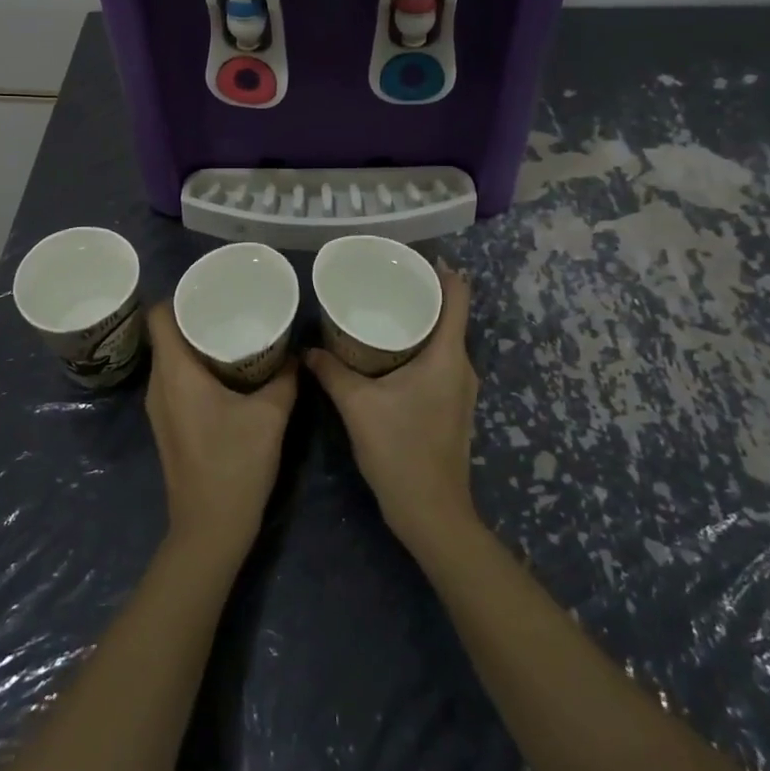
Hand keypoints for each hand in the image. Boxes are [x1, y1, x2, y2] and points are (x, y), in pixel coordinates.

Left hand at [144, 302, 297, 562]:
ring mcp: (159, 408)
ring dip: (196, 343)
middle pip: (165, 334)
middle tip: (230, 306)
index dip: (179, 296)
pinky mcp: (168, 425)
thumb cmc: (235, 466)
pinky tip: (226, 372)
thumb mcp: (270, 417)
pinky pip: (176, 380)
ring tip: (231, 333)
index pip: (158, 316)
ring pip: (171, 358)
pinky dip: (196, 367)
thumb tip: (296, 352)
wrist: (209, 531)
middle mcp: (159, 385)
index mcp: (175, 373)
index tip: (210, 290)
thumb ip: (284, 378)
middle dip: (194, 316)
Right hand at [306, 264, 479, 556]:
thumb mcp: (358, 406)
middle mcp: (462, 366)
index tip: (411, 256)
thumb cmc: (400, 451)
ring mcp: (461, 389)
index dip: (441, 271)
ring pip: (444, 339)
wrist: (432, 513)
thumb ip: (331, 372)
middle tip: (383, 279)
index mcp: (448, 356)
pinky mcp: (452, 406)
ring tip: (382, 308)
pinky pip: (439, 360)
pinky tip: (387, 351)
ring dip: (419, 321)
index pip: (458, 297)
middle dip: (421, 293)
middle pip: (451, 314)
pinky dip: (418, 346)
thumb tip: (307, 350)